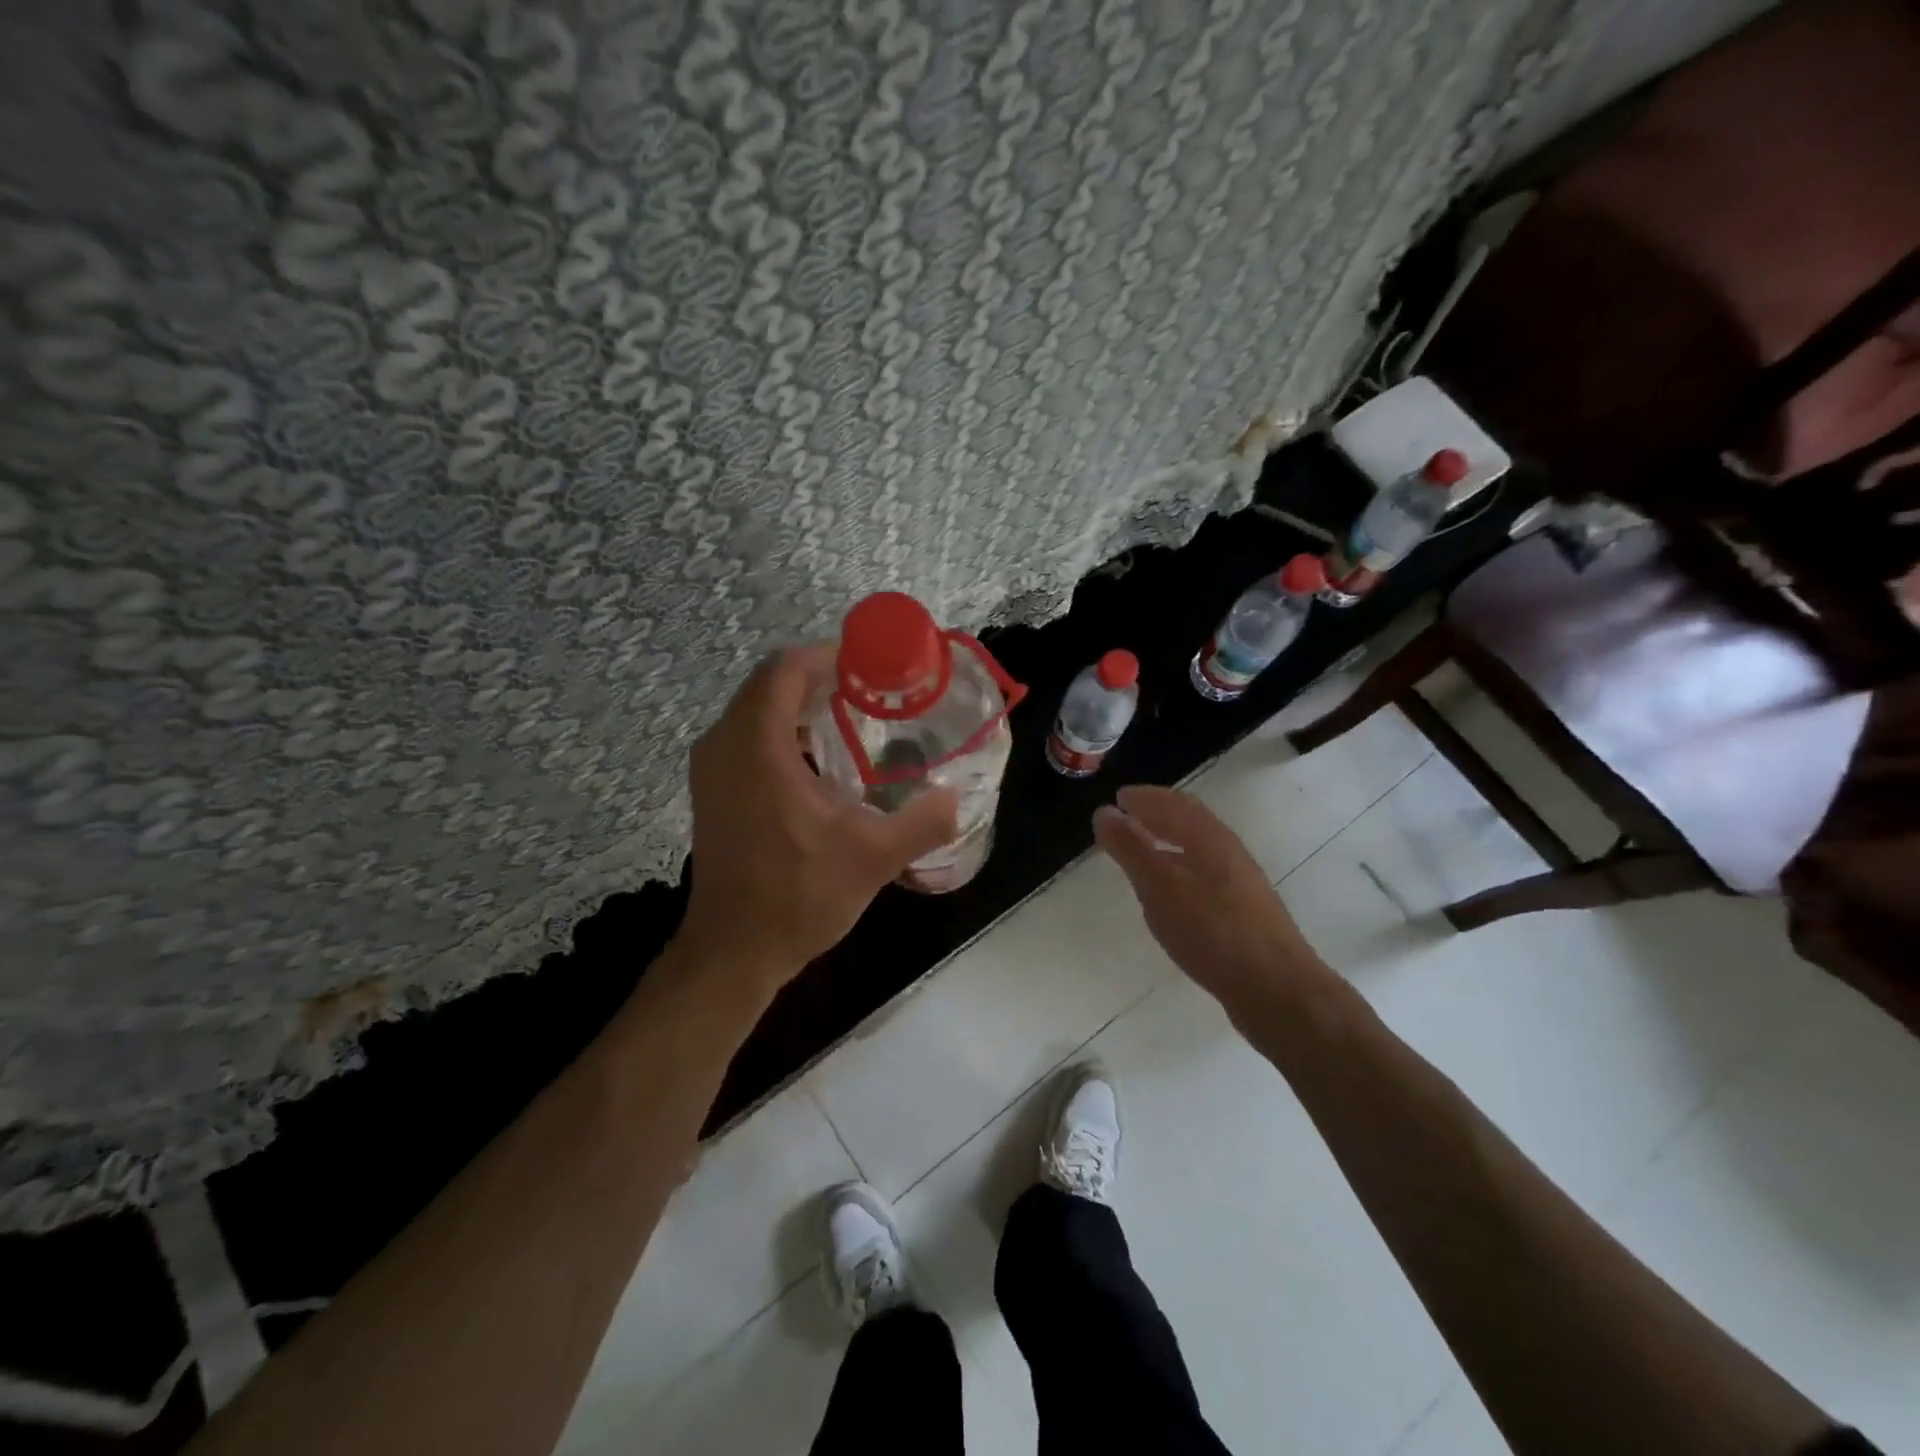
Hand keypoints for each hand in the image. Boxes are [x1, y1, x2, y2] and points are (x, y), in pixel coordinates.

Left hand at [678, 646, 959, 991]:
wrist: (734, 951)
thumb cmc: (798, 896)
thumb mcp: (873, 858)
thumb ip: (922, 822)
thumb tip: (954, 798)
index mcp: (758, 747)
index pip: (786, 669)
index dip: (829, 656)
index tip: (872, 667)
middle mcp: (724, 745)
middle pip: (770, 683)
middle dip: (820, 679)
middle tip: (871, 694)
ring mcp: (711, 768)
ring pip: (757, 709)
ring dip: (800, 706)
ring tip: (852, 722)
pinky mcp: (711, 790)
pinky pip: (748, 736)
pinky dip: (783, 731)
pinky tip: (821, 763)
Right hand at [1094, 785, 1325, 1015]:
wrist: (1277, 990)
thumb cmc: (1213, 931)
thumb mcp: (1161, 887)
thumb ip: (1131, 849)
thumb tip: (1105, 812)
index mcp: (1211, 839)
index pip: (1176, 804)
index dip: (1146, 798)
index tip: (1119, 797)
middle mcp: (1229, 854)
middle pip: (1191, 824)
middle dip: (1158, 816)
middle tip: (1127, 818)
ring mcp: (1240, 886)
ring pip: (1198, 852)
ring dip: (1169, 844)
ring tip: (1142, 853)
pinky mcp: (1243, 915)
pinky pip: (1203, 878)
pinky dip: (1180, 872)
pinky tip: (1170, 896)